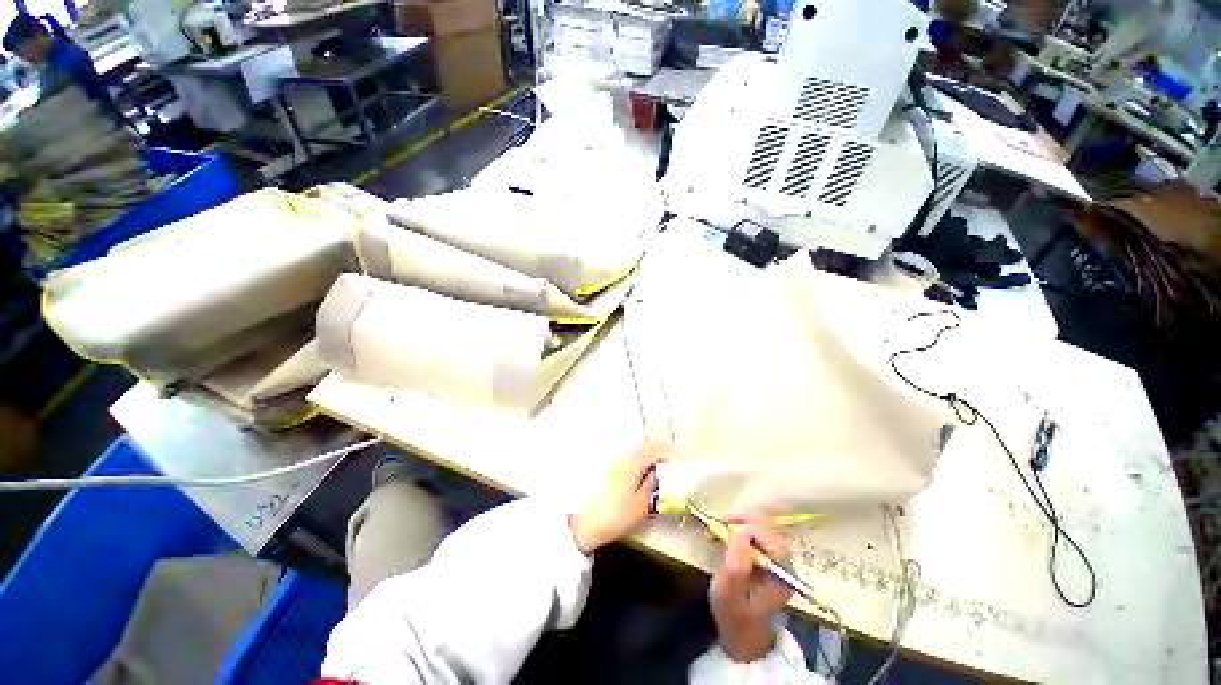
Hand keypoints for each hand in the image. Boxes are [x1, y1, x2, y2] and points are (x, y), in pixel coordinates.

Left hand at [569, 444, 663, 553]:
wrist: (578, 523)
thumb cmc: (612, 516)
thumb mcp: (641, 505)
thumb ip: (652, 485)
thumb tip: (659, 473)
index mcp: (633, 460)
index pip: (655, 449)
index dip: (666, 457)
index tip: (671, 469)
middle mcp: (620, 454)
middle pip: (642, 448)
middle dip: (653, 458)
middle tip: (660, 475)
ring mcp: (609, 459)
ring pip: (631, 453)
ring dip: (640, 462)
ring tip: (644, 480)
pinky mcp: (599, 466)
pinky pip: (620, 460)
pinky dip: (628, 466)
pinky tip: (627, 481)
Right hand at [709, 520, 792, 661]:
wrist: (742, 637)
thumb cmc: (734, 617)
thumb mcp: (728, 593)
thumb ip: (736, 564)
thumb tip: (741, 532)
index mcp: (781, 575)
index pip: (772, 539)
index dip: (749, 528)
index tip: (723, 526)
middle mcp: (784, 564)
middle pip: (769, 528)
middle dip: (742, 520)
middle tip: (719, 521)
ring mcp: (776, 560)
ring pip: (762, 527)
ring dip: (739, 522)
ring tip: (719, 526)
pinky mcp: (766, 557)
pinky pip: (756, 533)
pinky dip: (739, 527)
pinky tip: (724, 533)